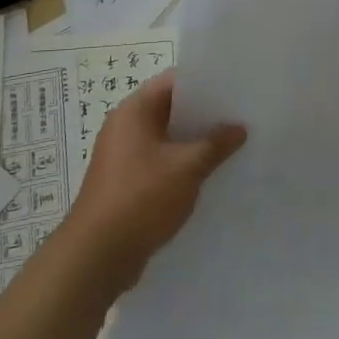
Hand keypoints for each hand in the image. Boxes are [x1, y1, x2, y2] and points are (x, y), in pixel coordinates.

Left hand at [65, 69, 245, 292]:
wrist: (98, 256)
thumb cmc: (141, 198)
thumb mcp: (187, 168)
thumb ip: (216, 144)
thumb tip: (239, 128)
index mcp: (134, 111)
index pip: (173, 81)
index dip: (204, 81)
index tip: (235, 87)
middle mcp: (125, 126)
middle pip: (170, 109)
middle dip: (204, 114)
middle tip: (240, 116)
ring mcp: (123, 156)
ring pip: (167, 138)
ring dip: (194, 142)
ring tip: (232, 144)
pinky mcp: (127, 182)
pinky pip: (160, 162)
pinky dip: (182, 164)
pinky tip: (209, 174)